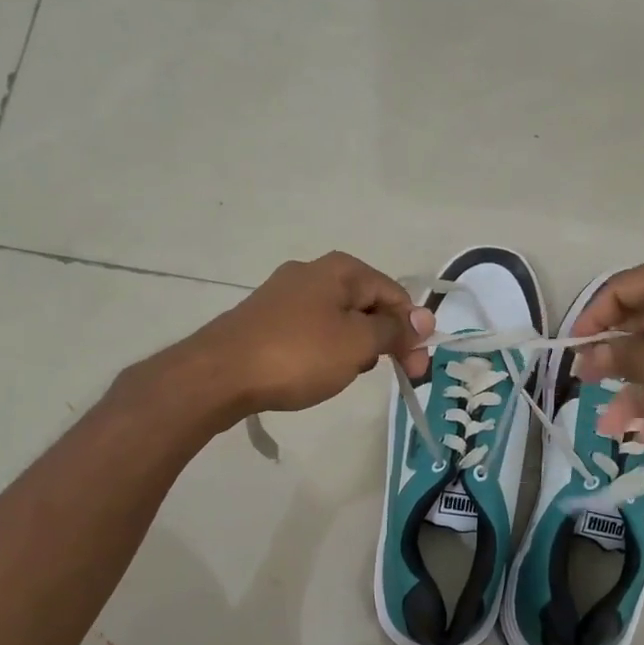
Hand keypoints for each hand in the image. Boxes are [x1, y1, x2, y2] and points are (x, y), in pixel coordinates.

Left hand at [186, 252, 432, 417]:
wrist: (219, 374)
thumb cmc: (298, 354)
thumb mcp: (357, 343)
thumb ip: (393, 330)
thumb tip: (424, 318)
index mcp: (340, 269)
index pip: (393, 294)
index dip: (411, 330)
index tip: (417, 368)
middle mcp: (312, 272)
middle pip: (366, 304)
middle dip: (384, 339)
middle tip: (394, 374)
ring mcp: (284, 295)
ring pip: (338, 319)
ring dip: (354, 347)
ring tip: (348, 375)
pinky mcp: (265, 319)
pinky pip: (311, 331)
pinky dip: (325, 350)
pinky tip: (318, 372)